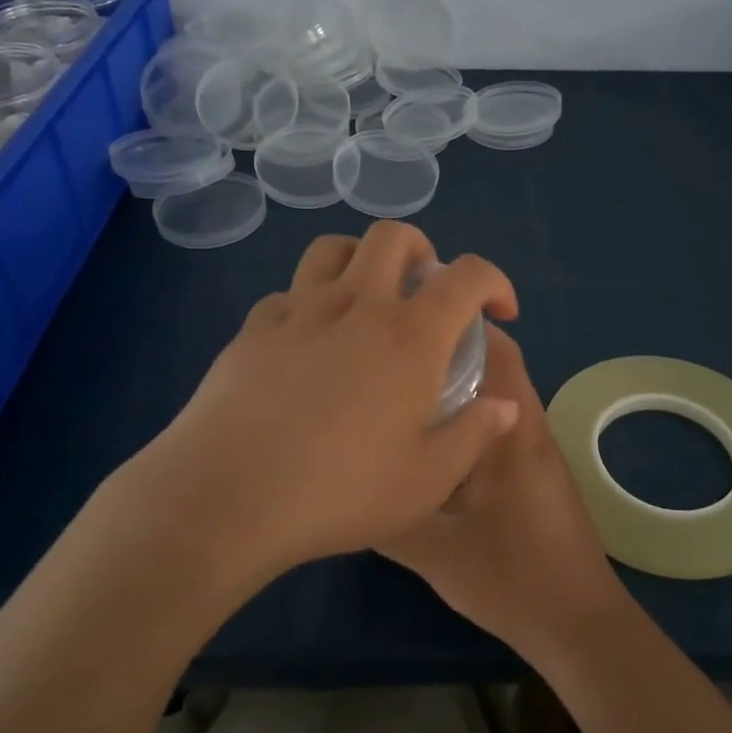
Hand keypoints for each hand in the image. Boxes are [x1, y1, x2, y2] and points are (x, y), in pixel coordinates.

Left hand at [112, 224, 521, 589]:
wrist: (226, 496)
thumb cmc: (339, 491)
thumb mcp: (426, 480)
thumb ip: (474, 435)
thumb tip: (505, 406)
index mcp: (410, 336)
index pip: (467, 276)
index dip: (495, 281)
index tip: (499, 310)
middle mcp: (357, 305)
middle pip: (393, 236)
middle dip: (422, 250)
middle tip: (426, 289)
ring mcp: (299, 309)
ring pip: (333, 248)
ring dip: (361, 259)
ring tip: (367, 296)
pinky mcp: (254, 326)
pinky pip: (289, 292)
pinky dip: (310, 301)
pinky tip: (307, 342)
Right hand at [379, 325, 624, 653]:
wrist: (577, 623)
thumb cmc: (510, 578)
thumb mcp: (434, 550)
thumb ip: (387, 515)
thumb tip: (343, 482)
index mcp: (512, 429)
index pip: (495, 349)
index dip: (456, 324)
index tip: (410, 317)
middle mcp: (529, 425)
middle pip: (496, 363)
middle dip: (450, 347)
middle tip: (396, 349)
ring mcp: (536, 447)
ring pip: (498, 392)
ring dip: (461, 380)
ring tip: (405, 383)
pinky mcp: (536, 469)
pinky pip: (500, 421)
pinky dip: (471, 413)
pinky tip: (433, 435)